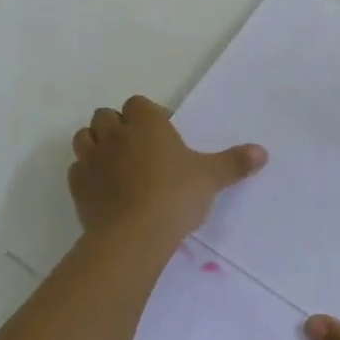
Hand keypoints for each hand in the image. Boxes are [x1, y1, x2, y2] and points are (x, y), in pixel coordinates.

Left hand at [68, 96, 265, 248]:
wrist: (134, 235)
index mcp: (146, 123)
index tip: (163, 135)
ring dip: (96, 145)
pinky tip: (102, 188)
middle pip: (106, 116)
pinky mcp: (77, 187)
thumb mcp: (211, 178)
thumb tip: (263, 152)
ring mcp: (92, 160)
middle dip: (118, 127)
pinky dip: (86, 174)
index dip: (148, 116)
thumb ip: (235, 163)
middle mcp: (115, 134)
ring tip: (116, 165)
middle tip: (139, 149)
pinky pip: (77, 170)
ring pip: (84, 138)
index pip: (138, 104)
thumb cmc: (175, 196)